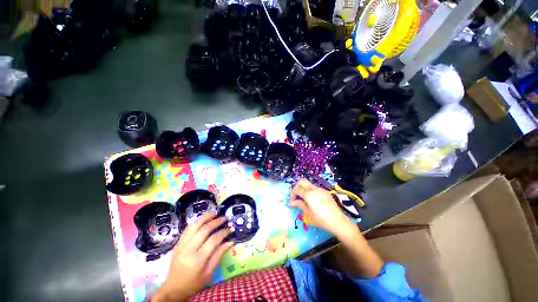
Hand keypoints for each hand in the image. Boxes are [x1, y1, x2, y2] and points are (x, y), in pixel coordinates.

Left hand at [152, 212, 233, 301]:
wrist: (173, 288)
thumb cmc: (193, 283)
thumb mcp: (209, 273)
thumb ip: (219, 255)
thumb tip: (230, 241)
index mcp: (197, 260)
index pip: (213, 240)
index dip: (223, 232)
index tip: (230, 229)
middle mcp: (188, 250)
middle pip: (204, 230)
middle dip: (216, 222)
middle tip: (224, 218)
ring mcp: (181, 245)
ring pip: (194, 226)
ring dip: (205, 217)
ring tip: (214, 212)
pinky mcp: (178, 243)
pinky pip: (187, 228)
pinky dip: (197, 221)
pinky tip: (203, 219)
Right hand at [290, 179, 350, 235]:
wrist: (338, 221)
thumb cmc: (321, 219)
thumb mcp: (308, 213)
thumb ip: (299, 205)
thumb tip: (292, 203)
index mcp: (309, 194)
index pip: (297, 189)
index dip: (292, 195)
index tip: (292, 202)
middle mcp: (314, 189)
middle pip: (302, 181)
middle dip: (297, 187)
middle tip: (296, 196)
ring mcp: (321, 189)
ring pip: (309, 184)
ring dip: (304, 189)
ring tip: (304, 200)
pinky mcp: (326, 192)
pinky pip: (315, 189)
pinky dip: (311, 192)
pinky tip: (313, 201)